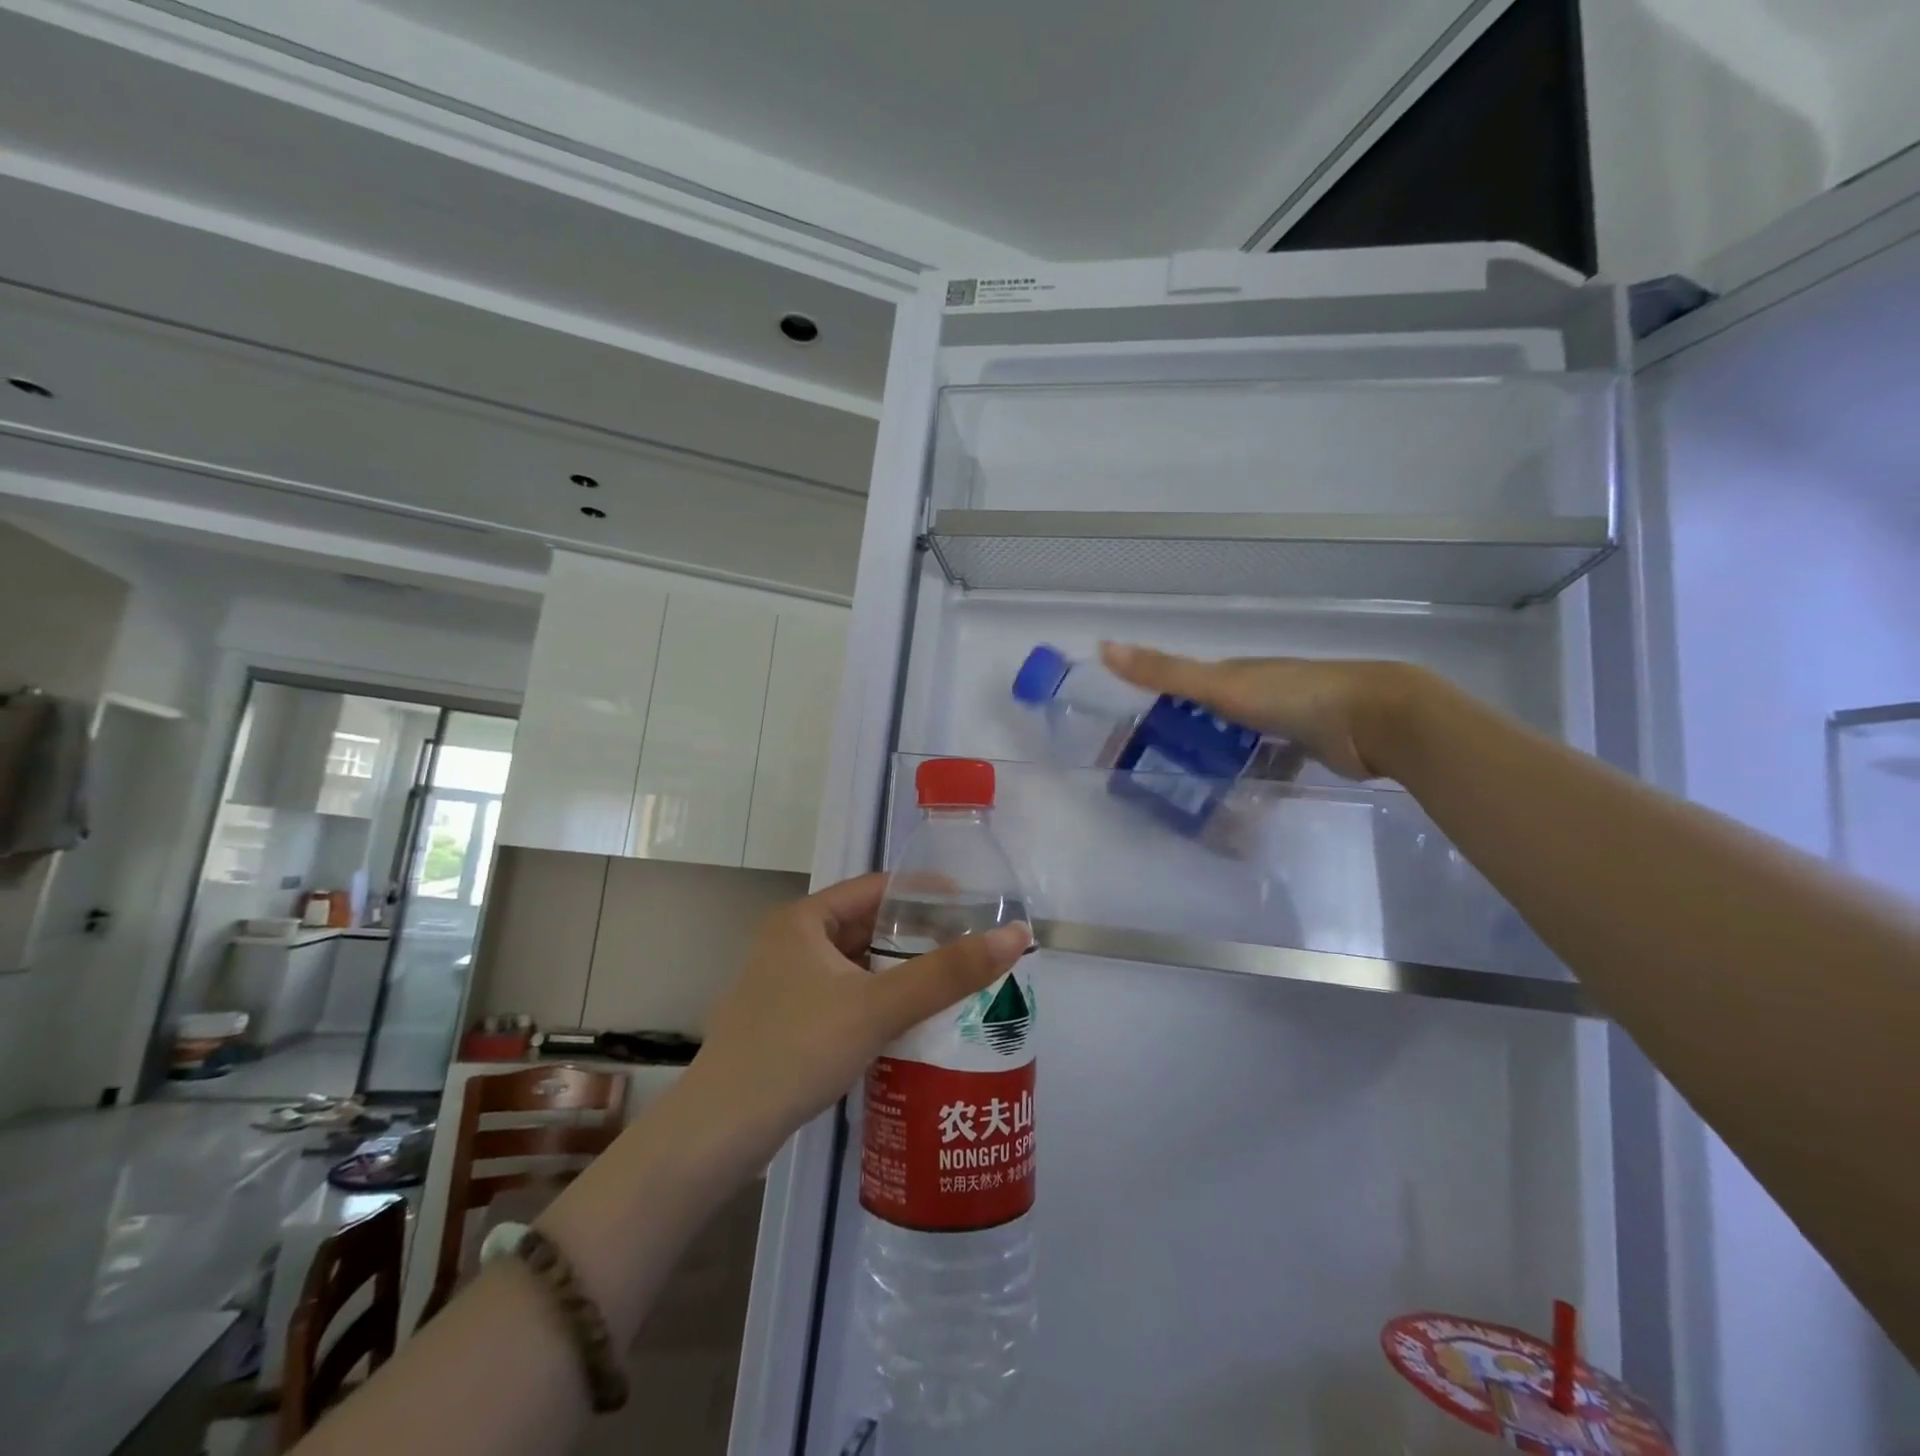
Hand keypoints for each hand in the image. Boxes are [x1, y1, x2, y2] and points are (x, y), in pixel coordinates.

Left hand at [680, 873, 1030, 1163]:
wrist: (719, 1132)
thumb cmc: (797, 1050)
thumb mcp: (878, 1006)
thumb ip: (948, 972)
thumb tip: (1016, 935)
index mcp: (803, 920)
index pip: (876, 888)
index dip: (926, 893)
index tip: (973, 907)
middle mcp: (790, 942)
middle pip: (867, 926)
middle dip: (917, 937)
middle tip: (970, 949)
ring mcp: (784, 983)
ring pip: (856, 966)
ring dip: (899, 973)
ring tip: (951, 983)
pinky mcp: (785, 1021)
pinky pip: (844, 996)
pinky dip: (877, 1001)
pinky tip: (910, 1022)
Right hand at [1098, 642, 1430, 780]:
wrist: (1375, 719)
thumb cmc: (1292, 697)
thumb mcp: (1220, 685)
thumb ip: (1165, 672)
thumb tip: (1104, 646)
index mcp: (1236, 673)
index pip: (1187, 687)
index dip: (1159, 706)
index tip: (1135, 736)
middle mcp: (1259, 692)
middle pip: (1213, 715)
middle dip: (1188, 737)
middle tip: (1159, 772)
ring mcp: (1287, 720)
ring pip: (1242, 741)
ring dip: (1222, 760)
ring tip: (1193, 793)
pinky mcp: (1310, 748)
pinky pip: (1271, 764)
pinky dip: (1256, 778)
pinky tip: (1241, 802)